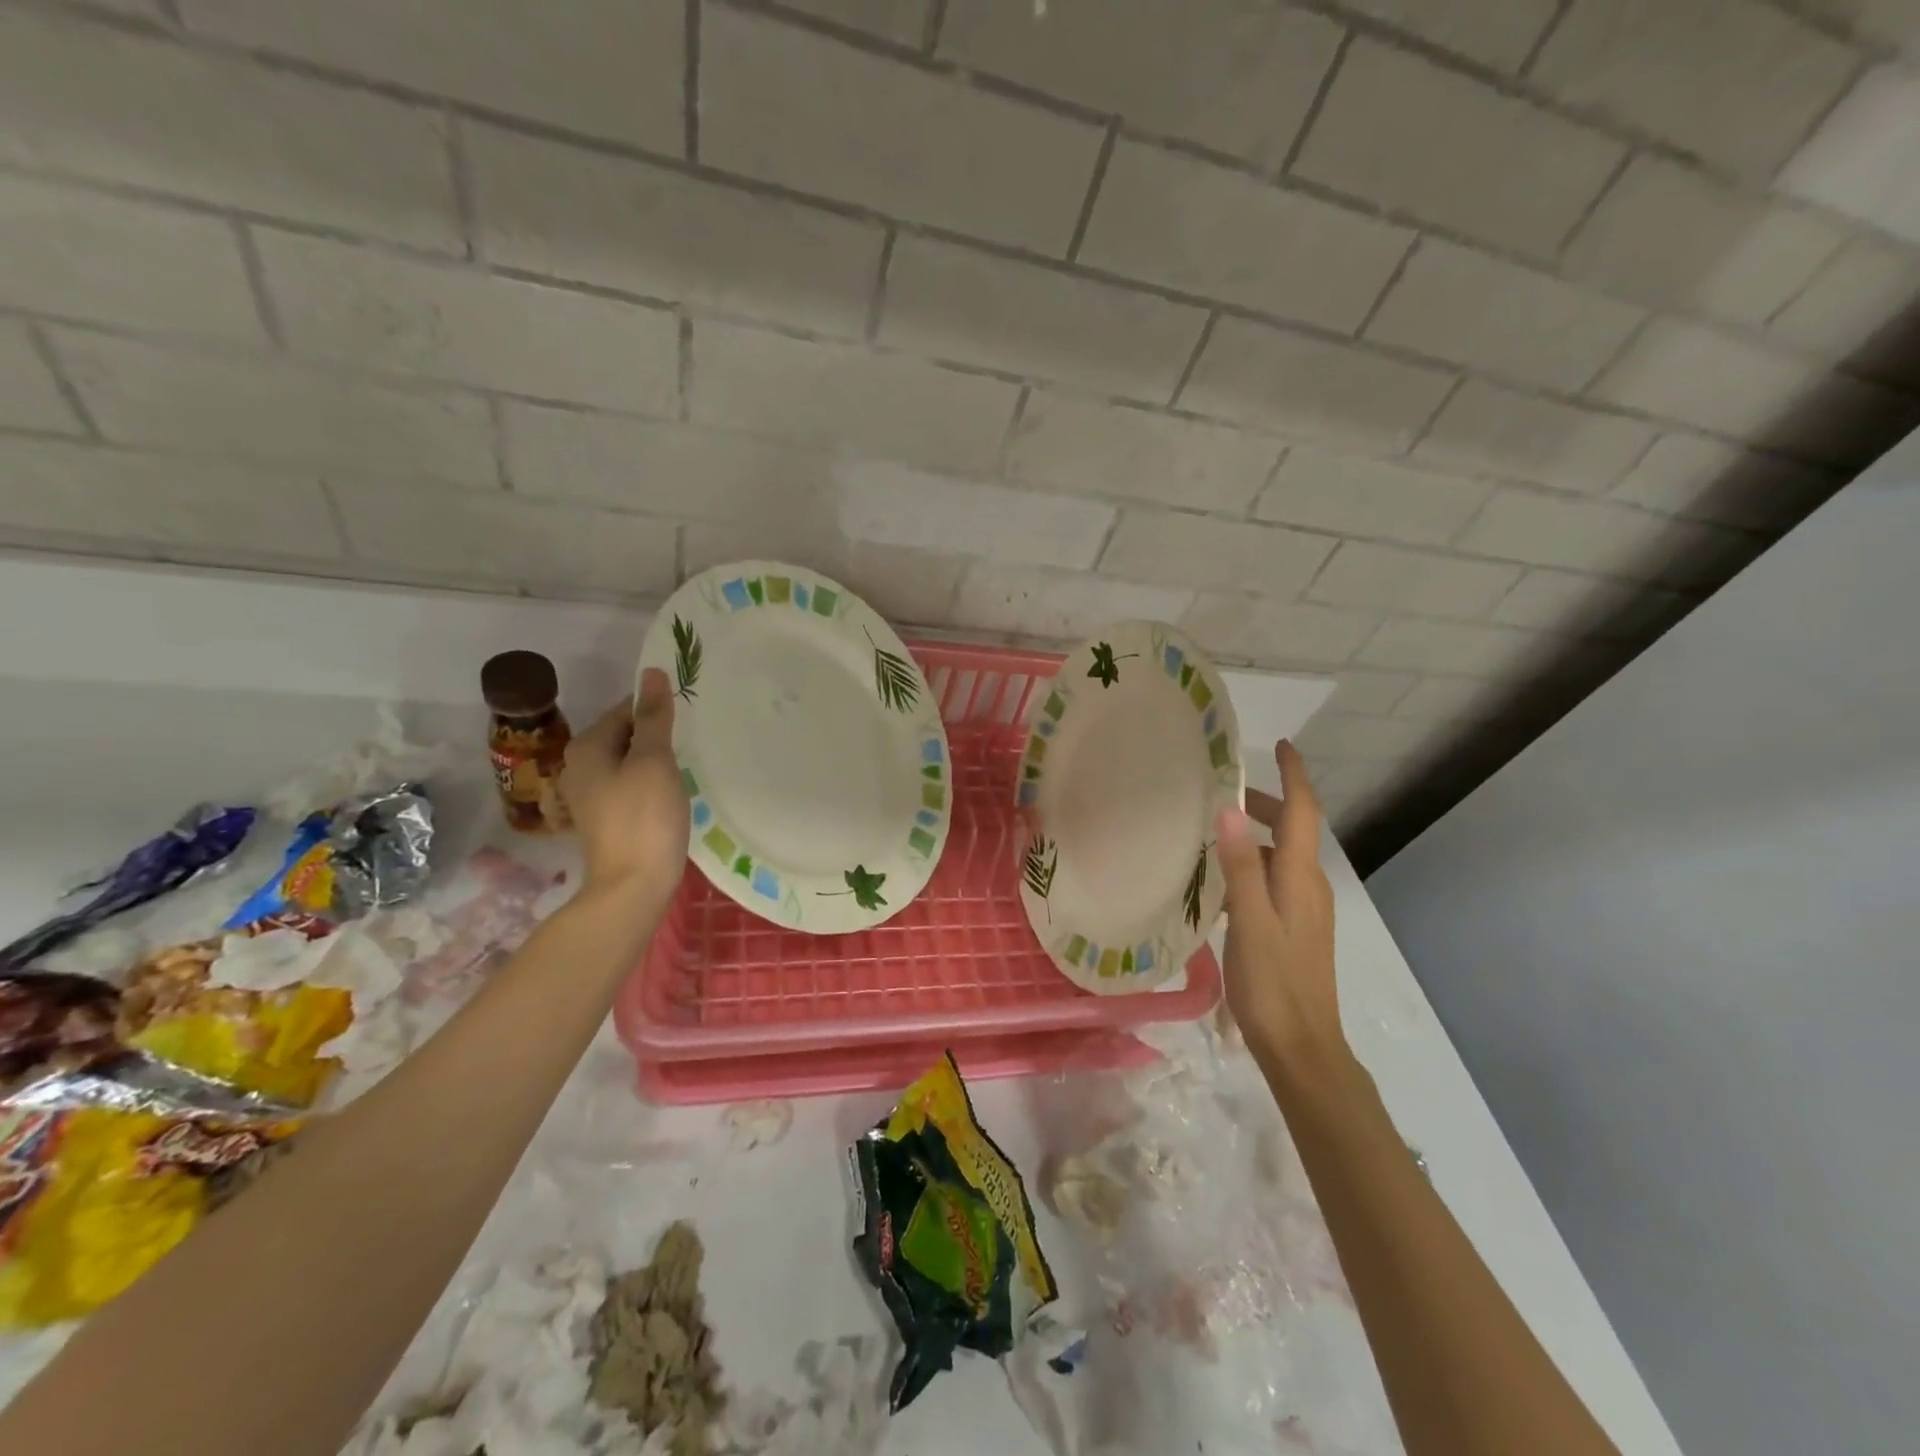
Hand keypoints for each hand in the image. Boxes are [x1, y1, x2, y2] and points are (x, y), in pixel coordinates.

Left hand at [561, 668, 688, 903]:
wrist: (633, 885)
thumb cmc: (644, 817)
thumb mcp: (653, 760)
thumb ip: (653, 717)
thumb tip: (652, 673)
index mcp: (587, 747)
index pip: (626, 709)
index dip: (657, 711)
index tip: (688, 722)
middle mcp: (580, 766)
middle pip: (625, 734)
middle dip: (657, 735)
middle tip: (691, 744)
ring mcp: (591, 794)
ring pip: (630, 761)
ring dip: (656, 760)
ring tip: (685, 767)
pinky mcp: (606, 816)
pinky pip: (631, 784)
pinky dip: (651, 782)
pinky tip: (671, 793)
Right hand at [1215, 741, 1343, 1064]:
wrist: (1301, 1046)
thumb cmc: (1272, 983)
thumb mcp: (1249, 921)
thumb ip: (1240, 865)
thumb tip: (1229, 808)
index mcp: (1301, 878)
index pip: (1303, 812)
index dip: (1294, 776)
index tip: (1280, 745)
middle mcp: (1309, 886)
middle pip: (1295, 830)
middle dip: (1268, 802)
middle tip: (1227, 791)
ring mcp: (1306, 909)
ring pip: (1284, 855)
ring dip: (1257, 834)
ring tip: (1216, 832)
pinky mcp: (1296, 928)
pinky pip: (1276, 879)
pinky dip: (1253, 864)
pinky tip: (1224, 882)